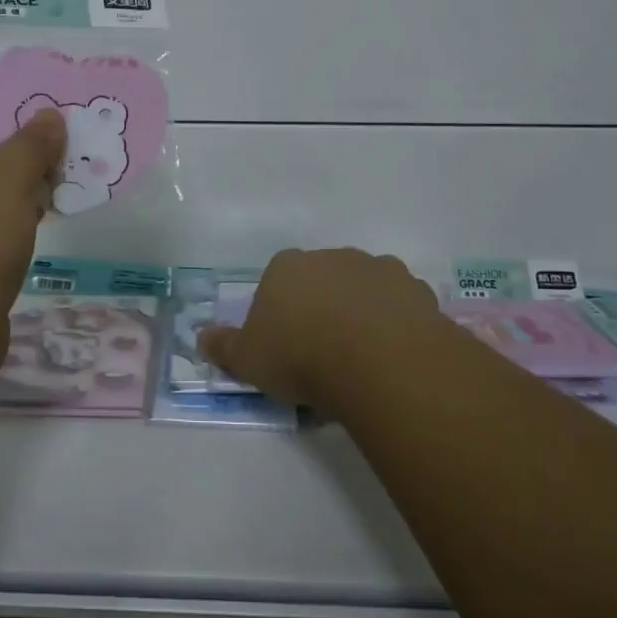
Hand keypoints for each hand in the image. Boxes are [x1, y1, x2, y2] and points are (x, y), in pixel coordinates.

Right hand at [197, 247, 445, 412]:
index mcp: (288, 266)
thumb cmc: (301, 356)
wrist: (378, 361)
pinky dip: (397, 325)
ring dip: (362, 313)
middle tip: (324, 357)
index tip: (286, 349)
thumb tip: (202, 337)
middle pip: (322, 281)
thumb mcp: (249, 360)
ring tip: (363, 361)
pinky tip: (394, 357)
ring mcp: (377, 268)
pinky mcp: (415, 289)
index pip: (277, 283)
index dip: (280, 315)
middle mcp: (332, 257)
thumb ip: (224, 347)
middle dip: (322, 310)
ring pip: (364, 290)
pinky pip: (401, 307)